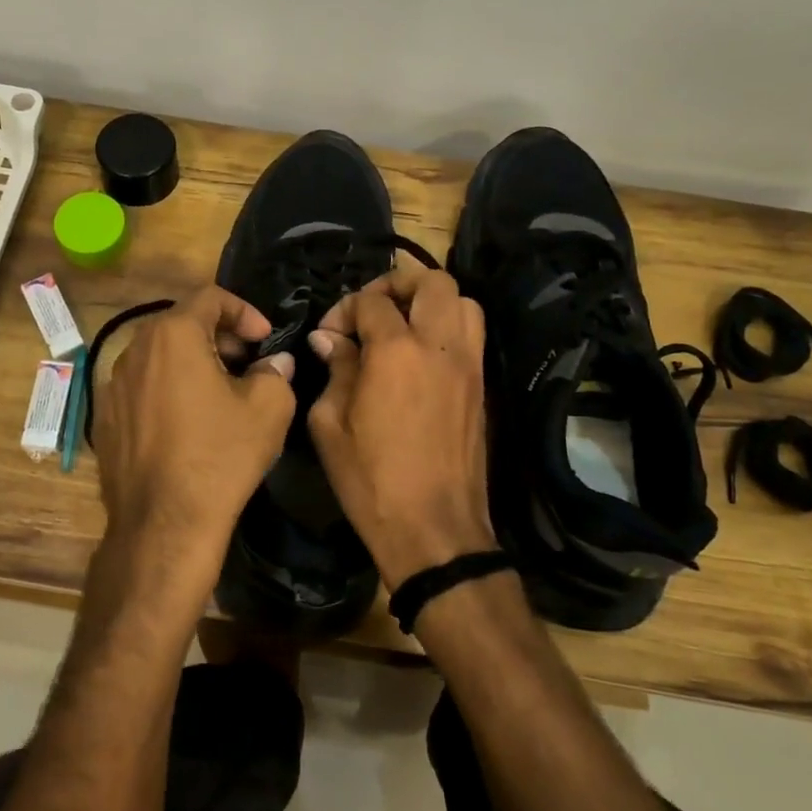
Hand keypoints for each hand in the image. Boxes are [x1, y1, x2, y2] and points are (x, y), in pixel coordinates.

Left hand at [91, 285, 295, 602]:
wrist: (165, 524)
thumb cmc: (221, 456)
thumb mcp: (268, 408)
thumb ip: (275, 371)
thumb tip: (274, 362)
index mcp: (173, 335)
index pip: (210, 298)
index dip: (244, 312)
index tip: (265, 340)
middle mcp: (134, 350)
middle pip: (181, 325)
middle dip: (219, 337)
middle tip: (247, 365)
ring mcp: (112, 386)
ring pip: (159, 357)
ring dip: (192, 364)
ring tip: (220, 394)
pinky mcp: (104, 419)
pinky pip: (141, 389)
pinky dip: (167, 391)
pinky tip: (187, 425)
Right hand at [308, 262, 496, 588]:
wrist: (434, 529)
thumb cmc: (371, 480)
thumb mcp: (331, 424)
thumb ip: (334, 370)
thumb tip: (331, 340)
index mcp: (396, 351)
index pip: (371, 301)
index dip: (343, 309)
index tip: (328, 335)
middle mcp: (440, 345)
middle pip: (432, 281)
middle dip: (397, 283)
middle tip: (371, 309)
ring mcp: (469, 365)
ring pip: (463, 301)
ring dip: (430, 301)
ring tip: (402, 325)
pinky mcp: (483, 387)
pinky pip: (472, 335)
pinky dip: (448, 327)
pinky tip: (421, 355)